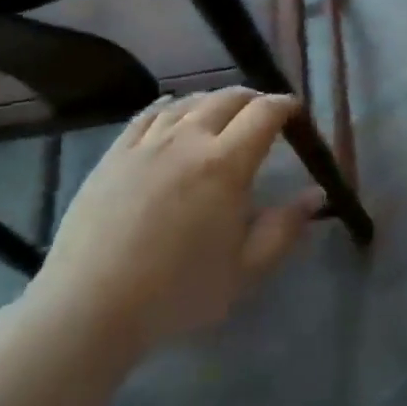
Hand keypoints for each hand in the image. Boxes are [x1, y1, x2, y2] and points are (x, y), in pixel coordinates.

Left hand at [28, 88, 323, 373]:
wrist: (90, 307)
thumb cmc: (177, 293)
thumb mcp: (245, 270)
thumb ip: (285, 228)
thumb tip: (316, 194)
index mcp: (226, 164)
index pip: (264, 113)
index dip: (285, 105)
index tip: (296, 112)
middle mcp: (189, 140)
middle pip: (228, 98)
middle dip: (254, 99)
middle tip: (264, 113)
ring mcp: (148, 143)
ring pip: (189, 102)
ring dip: (215, 100)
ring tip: (223, 113)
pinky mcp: (115, 154)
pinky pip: (148, 114)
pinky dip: (171, 106)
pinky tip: (174, 110)